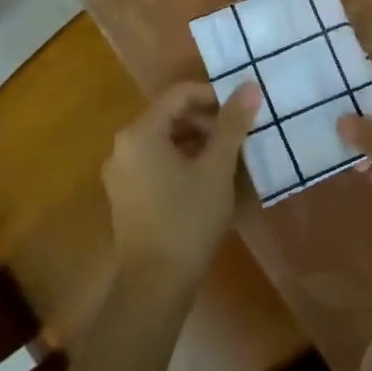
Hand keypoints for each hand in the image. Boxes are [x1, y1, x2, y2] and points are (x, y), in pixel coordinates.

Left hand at [104, 81, 259, 290]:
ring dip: (198, 143)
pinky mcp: (126, 196)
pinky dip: (183, 162)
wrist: (155, 284)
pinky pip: (157, 163)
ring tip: (230, 159)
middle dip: (207, 121)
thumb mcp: (217, 168)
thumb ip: (232, 124)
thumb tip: (249, 86)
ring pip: (165, 141)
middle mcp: (123, 146)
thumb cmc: (188, 218)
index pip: (179, 94)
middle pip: (170, 116)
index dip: (214, 96)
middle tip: (240, 136)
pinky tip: (209, 181)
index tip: (242, 110)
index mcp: (140, 132)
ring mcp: (121, 173)